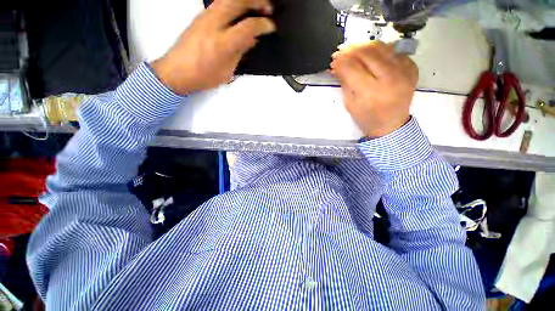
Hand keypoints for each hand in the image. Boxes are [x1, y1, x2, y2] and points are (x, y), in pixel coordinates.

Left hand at [150, 0, 275, 94]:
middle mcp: (212, 25)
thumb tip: (252, 39)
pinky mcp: (199, 16)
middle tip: (268, 7)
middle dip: (256, 1)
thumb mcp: (227, 70)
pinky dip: (234, 3)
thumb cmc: (203, 77)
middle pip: (237, 1)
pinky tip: (240, 10)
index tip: (271, 26)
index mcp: (222, 44)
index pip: (247, 26)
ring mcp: (204, 17)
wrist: (176, 71)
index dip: (263, 25)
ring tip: (256, 5)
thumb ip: (240, 52)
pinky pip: (219, 2)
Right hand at [331, 42, 418, 137]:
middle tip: (341, 52)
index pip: (351, 67)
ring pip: (381, 47)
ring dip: (364, 46)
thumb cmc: (366, 117)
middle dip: (350, 50)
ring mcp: (404, 71)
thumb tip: (337, 65)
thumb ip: (344, 82)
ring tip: (354, 51)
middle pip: (366, 52)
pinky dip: (380, 51)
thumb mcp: (349, 104)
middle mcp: (389, 78)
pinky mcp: (412, 68)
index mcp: (370, 91)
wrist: (391, 124)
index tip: (333, 62)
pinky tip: (372, 57)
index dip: (339, 62)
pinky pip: (393, 51)